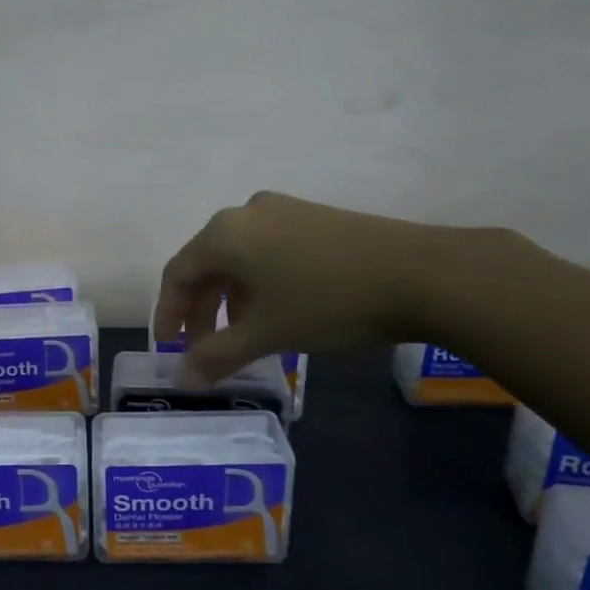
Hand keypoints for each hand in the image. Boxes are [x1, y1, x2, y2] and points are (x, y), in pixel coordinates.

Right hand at [153, 191, 454, 383]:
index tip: (170, 349)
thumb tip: (182, 379)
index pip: (178, 273)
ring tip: (242, 336)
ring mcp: (284, 211)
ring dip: (230, 299)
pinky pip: (267, 251)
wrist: (421, 273)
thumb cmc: (327, 301)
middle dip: (201, 310)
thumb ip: (217, 355)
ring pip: (239, 258)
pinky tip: (277, 311)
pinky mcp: (314, 218)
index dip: (168, 314)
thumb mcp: (267, 333)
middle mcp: (246, 212)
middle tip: (204, 350)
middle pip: (207, 263)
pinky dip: (259, 284)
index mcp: (224, 233)